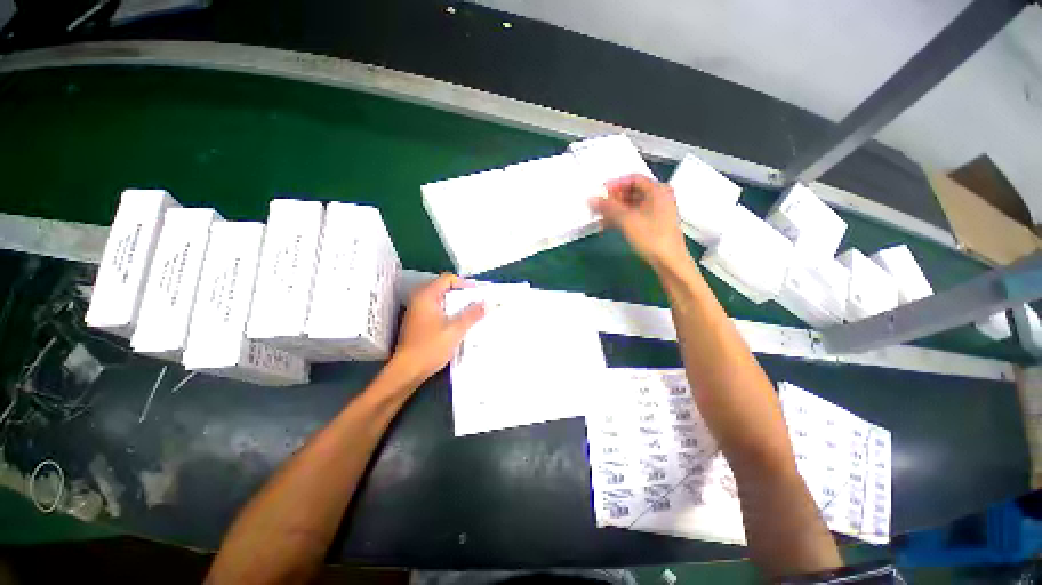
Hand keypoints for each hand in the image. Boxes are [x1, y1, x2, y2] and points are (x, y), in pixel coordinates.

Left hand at [388, 273, 484, 384]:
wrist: (407, 370)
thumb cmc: (430, 347)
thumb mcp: (456, 330)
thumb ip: (472, 314)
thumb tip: (487, 303)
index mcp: (426, 296)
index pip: (447, 279)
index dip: (464, 283)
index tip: (478, 294)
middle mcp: (419, 299)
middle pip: (444, 288)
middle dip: (462, 295)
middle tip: (478, 303)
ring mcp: (417, 311)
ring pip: (441, 301)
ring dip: (457, 305)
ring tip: (472, 313)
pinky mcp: (418, 323)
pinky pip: (437, 310)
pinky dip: (449, 313)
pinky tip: (459, 324)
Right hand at [590, 174, 689, 270]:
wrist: (669, 261)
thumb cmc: (651, 237)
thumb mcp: (627, 220)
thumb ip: (608, 207)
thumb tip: (591, 199)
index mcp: (658, 190)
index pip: (633, 178)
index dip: (615, 184)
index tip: (600, 193)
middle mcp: (660, 197)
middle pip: (632, 191)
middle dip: (614, 199)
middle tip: (599, 206)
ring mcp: (658, 211)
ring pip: (632, 204)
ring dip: (616, 210)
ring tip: (601, 218)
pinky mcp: (654, 223)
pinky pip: (635, 214)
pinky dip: (622, 218)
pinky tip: (610, 226)